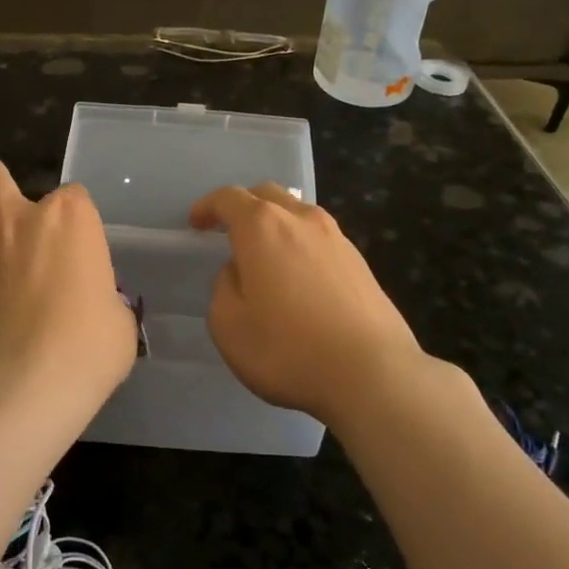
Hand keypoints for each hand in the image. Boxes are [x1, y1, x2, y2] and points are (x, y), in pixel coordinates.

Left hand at [0, 156, 137, 427]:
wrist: (29, 383)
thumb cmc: (89, 347)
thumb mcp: (118, 318)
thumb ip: (102, 297)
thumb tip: (95, 306)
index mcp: (69, 218)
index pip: (73, 195)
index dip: (72, 219)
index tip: (74, 247)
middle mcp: (15, 218)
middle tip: (0, 213)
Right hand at [188, 183, 434, 422]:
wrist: (372, 373)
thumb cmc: (288, 349)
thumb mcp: (228, 325)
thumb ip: (224, 287)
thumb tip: (240, 272)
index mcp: (262, 226)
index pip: (228, 198)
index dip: (207, 207)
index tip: (195, 224)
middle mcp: (301, 219)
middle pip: (267, 195)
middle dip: (243, 206)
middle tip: (228, 232)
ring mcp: (337, 238)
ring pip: (298, 214)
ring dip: (276, 225)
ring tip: (265, 257)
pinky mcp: (360, 263)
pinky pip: (320, 240)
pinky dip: (301, 246)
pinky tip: (300, 279)